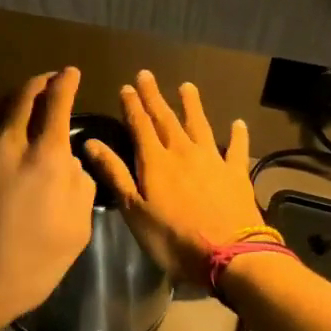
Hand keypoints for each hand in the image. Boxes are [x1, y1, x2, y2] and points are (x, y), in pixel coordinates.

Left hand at [0, 67, 95, 330]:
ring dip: (14, 101)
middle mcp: (9, 146)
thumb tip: (68, 162)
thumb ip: (78, 186)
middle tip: (48, 80)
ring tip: (25, 102)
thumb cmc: (30, 266)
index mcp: (45, 158)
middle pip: (22, 97)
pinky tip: (2, 145)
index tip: (70, 73)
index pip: (56, 104)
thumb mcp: (76, 231)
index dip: (65, 83)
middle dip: (38, 83)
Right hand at [82, 72, 263, 284]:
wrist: (229, 254)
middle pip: (166, 119)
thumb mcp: (134, 210)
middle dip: (155, 97)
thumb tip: (91, 142)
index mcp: (155, 161)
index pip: (140, 126)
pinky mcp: (236, 174)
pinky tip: (238, 123)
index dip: (132, 106)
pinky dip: (237, 135)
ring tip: (186, 87)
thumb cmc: (172, 237)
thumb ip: (115, 174)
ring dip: (192, 105)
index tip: (126, 87)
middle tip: (147, 75)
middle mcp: (183, 152)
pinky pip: (237, 149)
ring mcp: (213, 160)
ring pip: (200, 125)